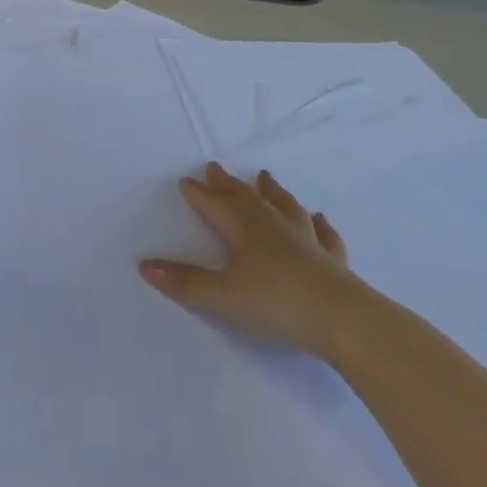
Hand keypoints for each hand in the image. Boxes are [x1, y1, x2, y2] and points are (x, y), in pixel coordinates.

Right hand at [141, 162, 363, 361]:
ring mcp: (306, 240)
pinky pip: (324, 235)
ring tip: (265, 177)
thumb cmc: (275, 304)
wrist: (342, 319)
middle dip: (228, 185)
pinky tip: (320, 218)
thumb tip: (144, 264)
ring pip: (285, 207)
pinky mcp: (332, 260)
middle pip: (246, 199)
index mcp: (244, 230)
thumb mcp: (222, 297)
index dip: (199, 194)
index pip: (215, 206)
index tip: (185, 180)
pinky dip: (320, 225)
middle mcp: (273, 226)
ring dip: (272, 192)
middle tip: (215, 168)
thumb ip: (185, 283)